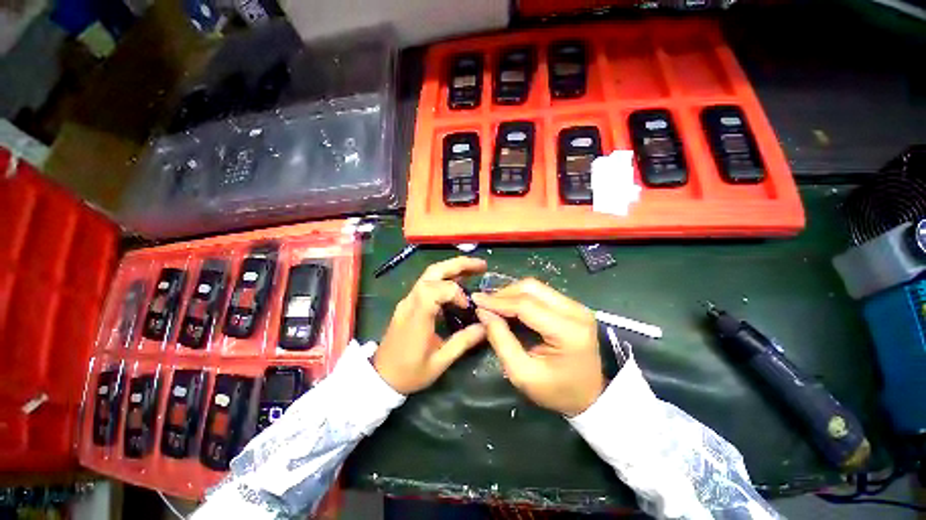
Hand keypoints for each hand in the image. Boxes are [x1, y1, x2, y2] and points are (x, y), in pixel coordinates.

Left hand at [374, 257, 487, 393]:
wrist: (381, 377)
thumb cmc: (409, 372)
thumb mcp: (439, 362)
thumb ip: (463, 342)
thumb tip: (486, 326)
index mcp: (417, 316)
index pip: (435, 288)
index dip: (455, 292)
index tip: (467, 307)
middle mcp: (411, 302)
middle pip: (433, 271)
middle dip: (458, 264)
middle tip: (481, 265)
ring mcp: (408, 300)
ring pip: (430, 273)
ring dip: (453, 268)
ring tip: (474, 269)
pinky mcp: (409, 302)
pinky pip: (427, 282)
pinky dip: (445, 278)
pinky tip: (459, 283)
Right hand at [472, 279, 603, 416]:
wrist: (591, 396)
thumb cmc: (557, 391)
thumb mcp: (522, 374)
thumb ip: (501, 341)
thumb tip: (483, 312)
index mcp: (568, 331)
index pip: (526, 305)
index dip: (498, 301)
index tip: (475, 300)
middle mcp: (576, 311)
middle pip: (531, 288)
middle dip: (503, 293)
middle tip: (484, 304)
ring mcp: (577, 306)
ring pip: (535, 287)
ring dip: (511, 293)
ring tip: (494, 305)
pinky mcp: (573, 306)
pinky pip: (541, 292)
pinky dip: (521, 297)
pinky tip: (509, 306)